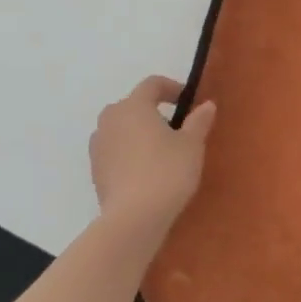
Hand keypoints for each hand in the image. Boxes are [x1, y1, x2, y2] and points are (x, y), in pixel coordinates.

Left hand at [88, 76, 216, 233]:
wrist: (133, 217)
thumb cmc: (167, 172)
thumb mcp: (192, 145)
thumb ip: (198, 121)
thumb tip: (206, 105)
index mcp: (133, 106)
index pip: (152, 84)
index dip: (171, 88)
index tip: (187, 101)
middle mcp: (110, 119)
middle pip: (133, 105)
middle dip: (153, 112)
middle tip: (175, 129)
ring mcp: (98, 145)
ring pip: (121, 129)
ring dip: (139, 133)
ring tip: (160, 152)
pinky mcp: (95, 169)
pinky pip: (115, 150)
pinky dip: (129, 153)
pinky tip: (146, 172)